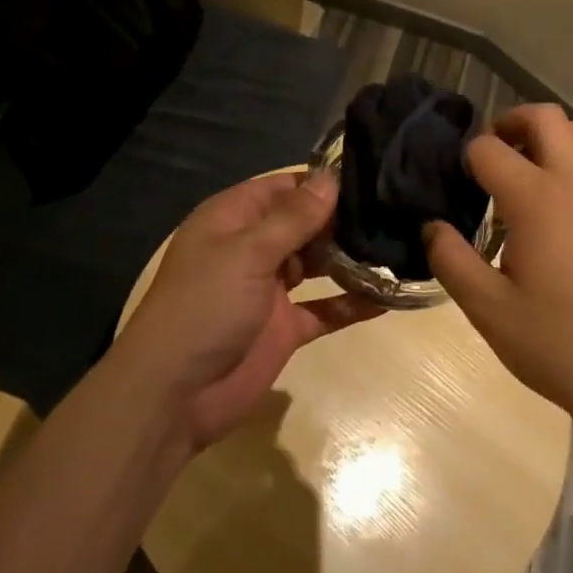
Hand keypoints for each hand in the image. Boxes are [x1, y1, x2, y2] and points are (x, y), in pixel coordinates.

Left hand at [122, 171, 382, 448]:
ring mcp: (271, 289)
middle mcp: (253, 248)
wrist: (173, 394)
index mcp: (234, 220)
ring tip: (399, 246)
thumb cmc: (205, 306)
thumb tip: (330, 178)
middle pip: (304, 224)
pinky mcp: (285, 327)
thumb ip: (292, 218)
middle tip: (395, 211)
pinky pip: (325, 308)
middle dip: (343, 219)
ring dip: (351, 258)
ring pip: (319, 264)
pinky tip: (389, 296)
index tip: (368, 179)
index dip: (320, 183)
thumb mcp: (247, 253)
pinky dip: (352, 303)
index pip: (283, 188)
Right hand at [424, 104, 572, 442]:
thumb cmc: (556, 344)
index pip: (488, 149)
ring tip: (529, 165)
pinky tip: (564, 197)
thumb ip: (451, 260)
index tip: (453, 185)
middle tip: (488, 156)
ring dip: (554, 133)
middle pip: (544, 117)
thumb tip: (431, 226)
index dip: (464, 159)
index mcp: (536, 199)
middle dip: (509, 123)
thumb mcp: (487, 309)